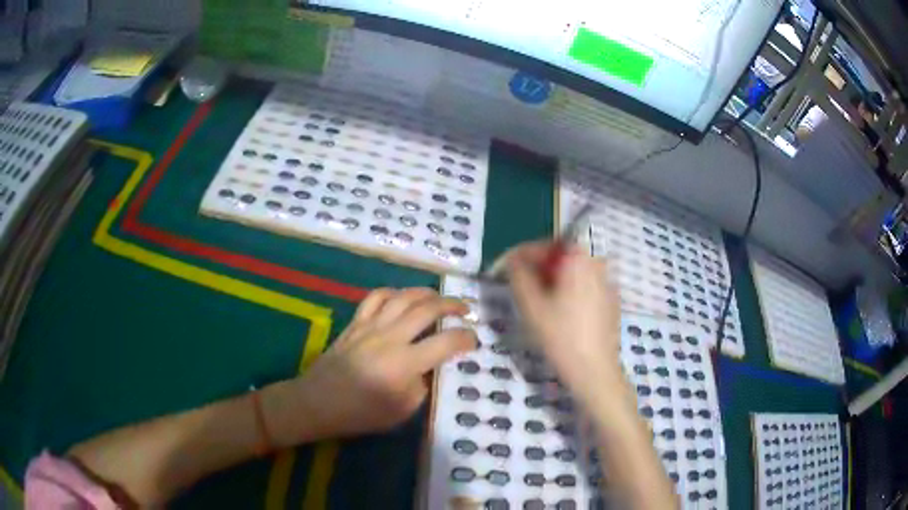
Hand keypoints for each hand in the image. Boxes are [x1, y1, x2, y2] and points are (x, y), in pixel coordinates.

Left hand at [263, 288, 476, 445]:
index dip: (466, 339)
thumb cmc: (361, 413)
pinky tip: (402, 297)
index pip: (446, 343)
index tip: (474, 340)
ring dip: (427, 293)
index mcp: (405, 363)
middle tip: (466, 310)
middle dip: (452, 306)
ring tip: (440, 298)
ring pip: (404, 297)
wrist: (318, 402)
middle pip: (428, 309)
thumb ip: (423, 386)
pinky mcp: (356, 323)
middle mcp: (391, 337)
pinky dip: (394, 292)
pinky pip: (376, 297)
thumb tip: (432, 367)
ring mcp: (371, 326)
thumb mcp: (402, 411)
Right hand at [505, 241, 624, 405]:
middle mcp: (597, 264)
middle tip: (518, 284)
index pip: (546, 245)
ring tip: (536, 299)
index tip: (503, 267)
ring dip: (552, 279)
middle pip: (562, 256)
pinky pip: (585, 286)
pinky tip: (559, 313)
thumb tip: (513, 261)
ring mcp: (607, 283)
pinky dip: (569, 290)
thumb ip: (518, 276)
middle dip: (538, 266)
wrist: (595, 371)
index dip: (521, 254)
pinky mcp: (611, 302)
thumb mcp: (531, 306)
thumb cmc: (561, 337)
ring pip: (574, 272)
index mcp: (579, 260)